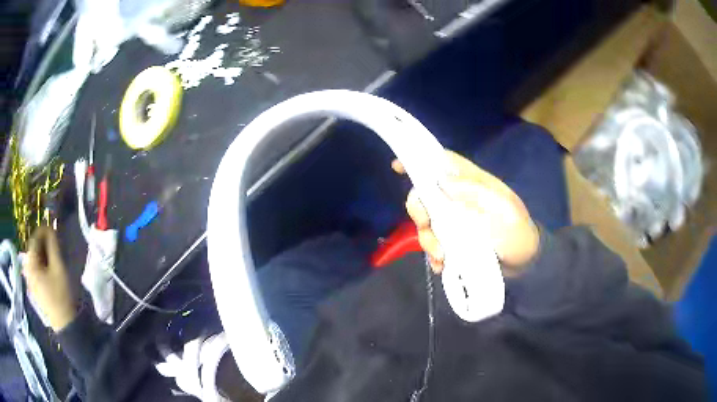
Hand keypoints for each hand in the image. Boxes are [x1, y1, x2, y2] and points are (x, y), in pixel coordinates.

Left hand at [23, 227, 77, 331]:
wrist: (65, 324)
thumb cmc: (61, 294)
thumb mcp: (58, 267)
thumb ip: (53, 245)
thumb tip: (51, 228)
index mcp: (30, 263)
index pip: (34, 238)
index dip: (43, 230)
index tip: (53, 228)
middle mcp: (27, 269)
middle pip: (34, 249)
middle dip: (44, 243)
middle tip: (55, 242)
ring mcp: (30, 280)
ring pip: (35, 259)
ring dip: (44, 253)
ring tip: (54, 254)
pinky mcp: (34, 288)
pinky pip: (36, 269)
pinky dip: (43, 263)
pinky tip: (50, 267)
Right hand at [392, 151, 538, 274]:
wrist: (524, 262)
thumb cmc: (518, 231)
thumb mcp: (504, 209)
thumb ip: (477, 192)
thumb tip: (442, 181)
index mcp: (473, 183)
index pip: (444, 163)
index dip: (421, 159)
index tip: (398, 166)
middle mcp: (459, 199)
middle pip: (426, 194)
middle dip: (419, 209)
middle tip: (426, 225)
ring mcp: (455, 222)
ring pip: (427, 223)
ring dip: (428, 239)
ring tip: (442, 257)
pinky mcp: (454, 242)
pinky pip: (434, 244)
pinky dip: (434, 255)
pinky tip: (442, 266)